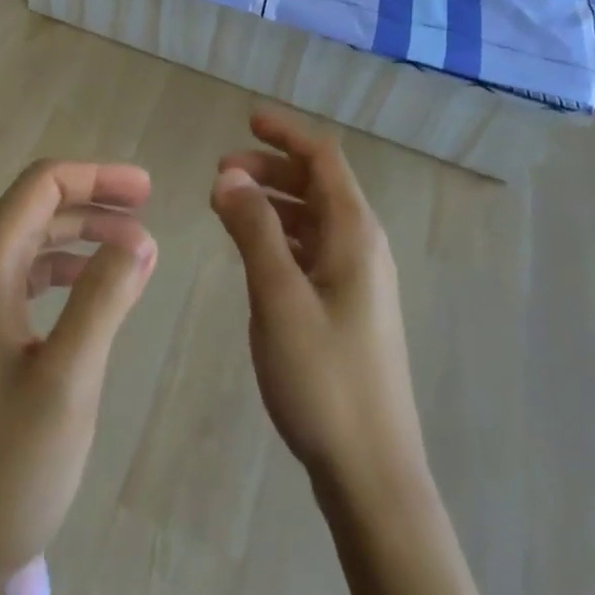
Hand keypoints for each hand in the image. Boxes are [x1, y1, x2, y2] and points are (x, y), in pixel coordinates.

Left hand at [0, 159, 156, 594]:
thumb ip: (104, 299)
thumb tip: (140, 236)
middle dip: (94, 203)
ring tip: (133, 252)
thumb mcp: (67, 382)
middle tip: (149, 215)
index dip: (97, 176)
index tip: (148, 191)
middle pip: (36, 208)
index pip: (42, 185)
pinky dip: (63, 273)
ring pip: (30, 245)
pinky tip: (91, 294)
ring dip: (82, 238)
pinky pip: (22, 282)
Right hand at [212, 112, 427, 503]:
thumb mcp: (278, 297)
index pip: (323, 158)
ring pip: (314, 218)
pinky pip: (313, 249)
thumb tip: (228, 175)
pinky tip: (254, 250)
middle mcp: (363, 246)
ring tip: (228, 205)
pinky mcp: (349, 308)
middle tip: (221, 172)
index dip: (286, 134)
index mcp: (355, 233)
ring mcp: (359, 280)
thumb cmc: (324, 378)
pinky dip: (282, 235)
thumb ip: (253, 230)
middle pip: (318, 184)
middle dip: (271, 168)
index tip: (247, 120)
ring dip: (274, 202)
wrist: (372, 474)